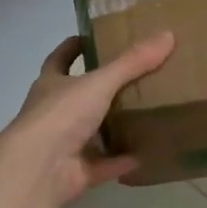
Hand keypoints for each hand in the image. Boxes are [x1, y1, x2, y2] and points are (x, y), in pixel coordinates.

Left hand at [0, 32, 176, 207]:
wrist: (39, 169)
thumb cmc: (62, 115)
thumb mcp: (100, 82)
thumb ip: (132, 62)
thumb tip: (167, 35)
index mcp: (51, 84)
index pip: (60, 59)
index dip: (74, 47)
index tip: (92, 37)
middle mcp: (53, 112)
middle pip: (77, 96)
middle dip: (100, 89)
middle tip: (133, 77)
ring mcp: (62, 145)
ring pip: (90, 132)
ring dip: (112, 127)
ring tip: (144, 115)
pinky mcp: (74, 172)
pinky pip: (102, 164)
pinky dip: (120, 161)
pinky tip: (144, 155)